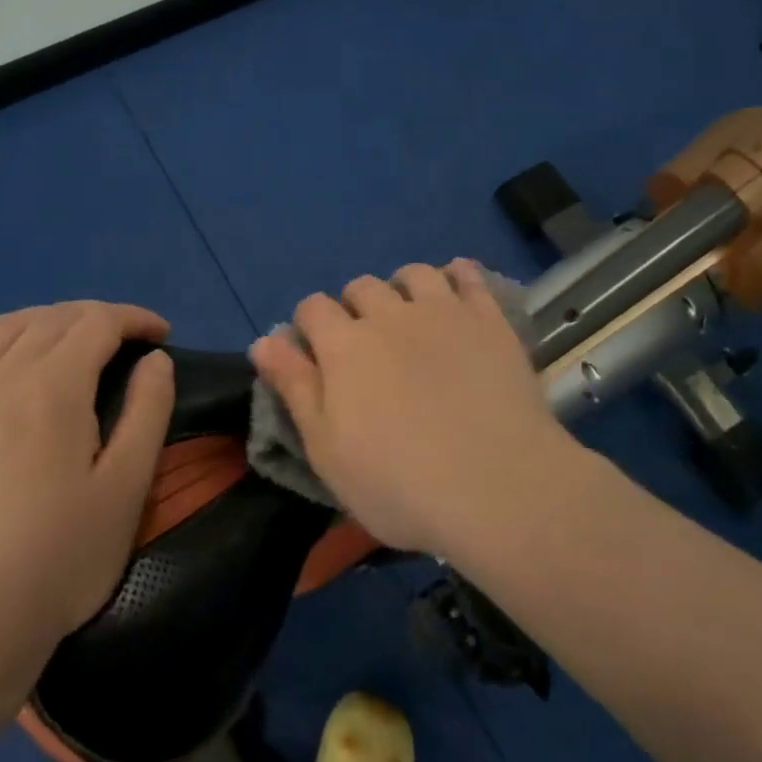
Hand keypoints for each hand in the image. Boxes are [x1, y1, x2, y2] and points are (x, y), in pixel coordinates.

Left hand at [0, 301, 174, 658]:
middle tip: (125, 342)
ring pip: (2, 332)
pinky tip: (2, 365)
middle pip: (52, 319)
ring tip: (70, 345)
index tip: (161, 336)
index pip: (98, 322)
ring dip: (46, 324)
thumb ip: (149, 409)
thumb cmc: (64, 556)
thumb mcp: (128, 484)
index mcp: (52, 388)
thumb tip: (154, 359)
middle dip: (96, 318)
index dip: (135, 319)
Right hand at [250, 261, 578, 555]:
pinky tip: (457, 291)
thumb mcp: (326, 450)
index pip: (312, 308)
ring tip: (410, 317)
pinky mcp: (489, 320)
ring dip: (402, 288)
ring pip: (413, 274)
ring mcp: (444, 312)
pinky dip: (457, 276)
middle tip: (366, 347)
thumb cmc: (399, 482)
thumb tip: (263, 341)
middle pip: (361, 286)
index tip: (316, 355)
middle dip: (354, 308)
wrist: (498, 487)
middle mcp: (389, 314)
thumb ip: (294, 388)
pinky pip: (469, 277)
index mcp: (344, 345)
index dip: (308, 326)